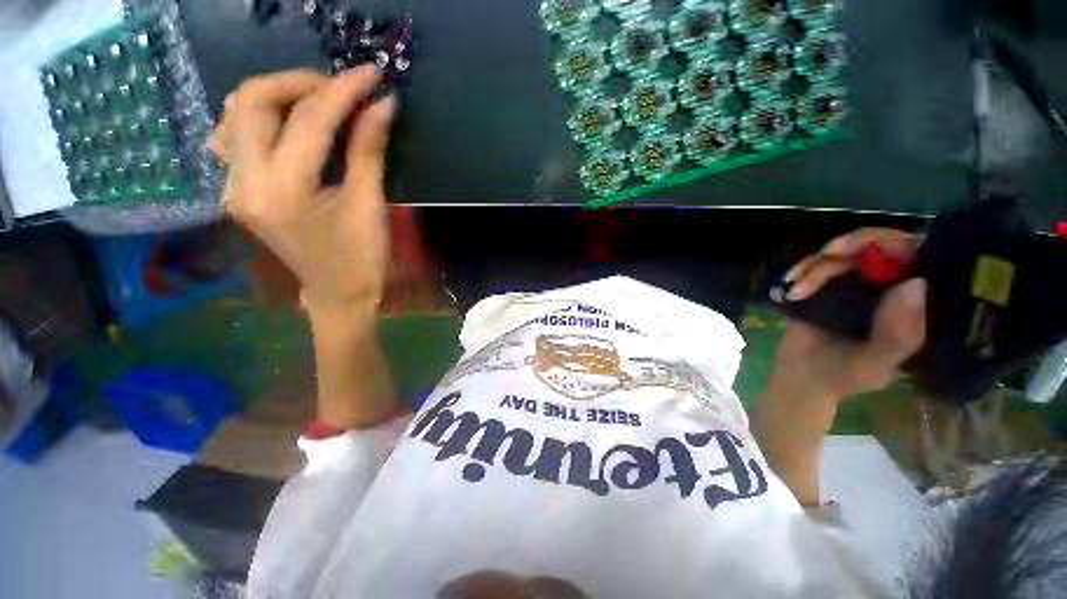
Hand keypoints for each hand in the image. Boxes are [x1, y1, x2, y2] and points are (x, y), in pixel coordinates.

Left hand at [210, 66, 397, 315]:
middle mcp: (243, 182)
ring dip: (280, 95)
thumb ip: (369, 150)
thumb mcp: (370, 205)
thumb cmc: (361, 259)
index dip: (343, 91)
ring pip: (238, 112)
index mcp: (284, 191)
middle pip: (254, 100)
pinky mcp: (236, 188)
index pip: (309, 121)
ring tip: (321, 103)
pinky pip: (235, 134)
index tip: (371, 75)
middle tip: (343, 89)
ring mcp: (232, 185)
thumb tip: (382, 106)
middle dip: (302, 83)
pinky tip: (288, 122)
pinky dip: (262, 115)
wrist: (336, 293)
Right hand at [770, 228, 927, 401]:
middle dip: (854, 245)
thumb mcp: (877, 363)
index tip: (874, 248)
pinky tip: (790, 283)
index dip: (902, 245)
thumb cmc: (845, 375)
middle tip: (830, 252)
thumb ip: (898, 334)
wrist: (801, 377)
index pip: (921, 263)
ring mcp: (855, 285)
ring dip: (816, 267)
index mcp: (912, 306)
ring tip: (797, 291)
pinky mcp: (825, 286)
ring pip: (843, 255)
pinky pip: (817, 265)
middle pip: (881, 247)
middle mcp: (889, 289)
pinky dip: (803, 269)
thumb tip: (914, 283)